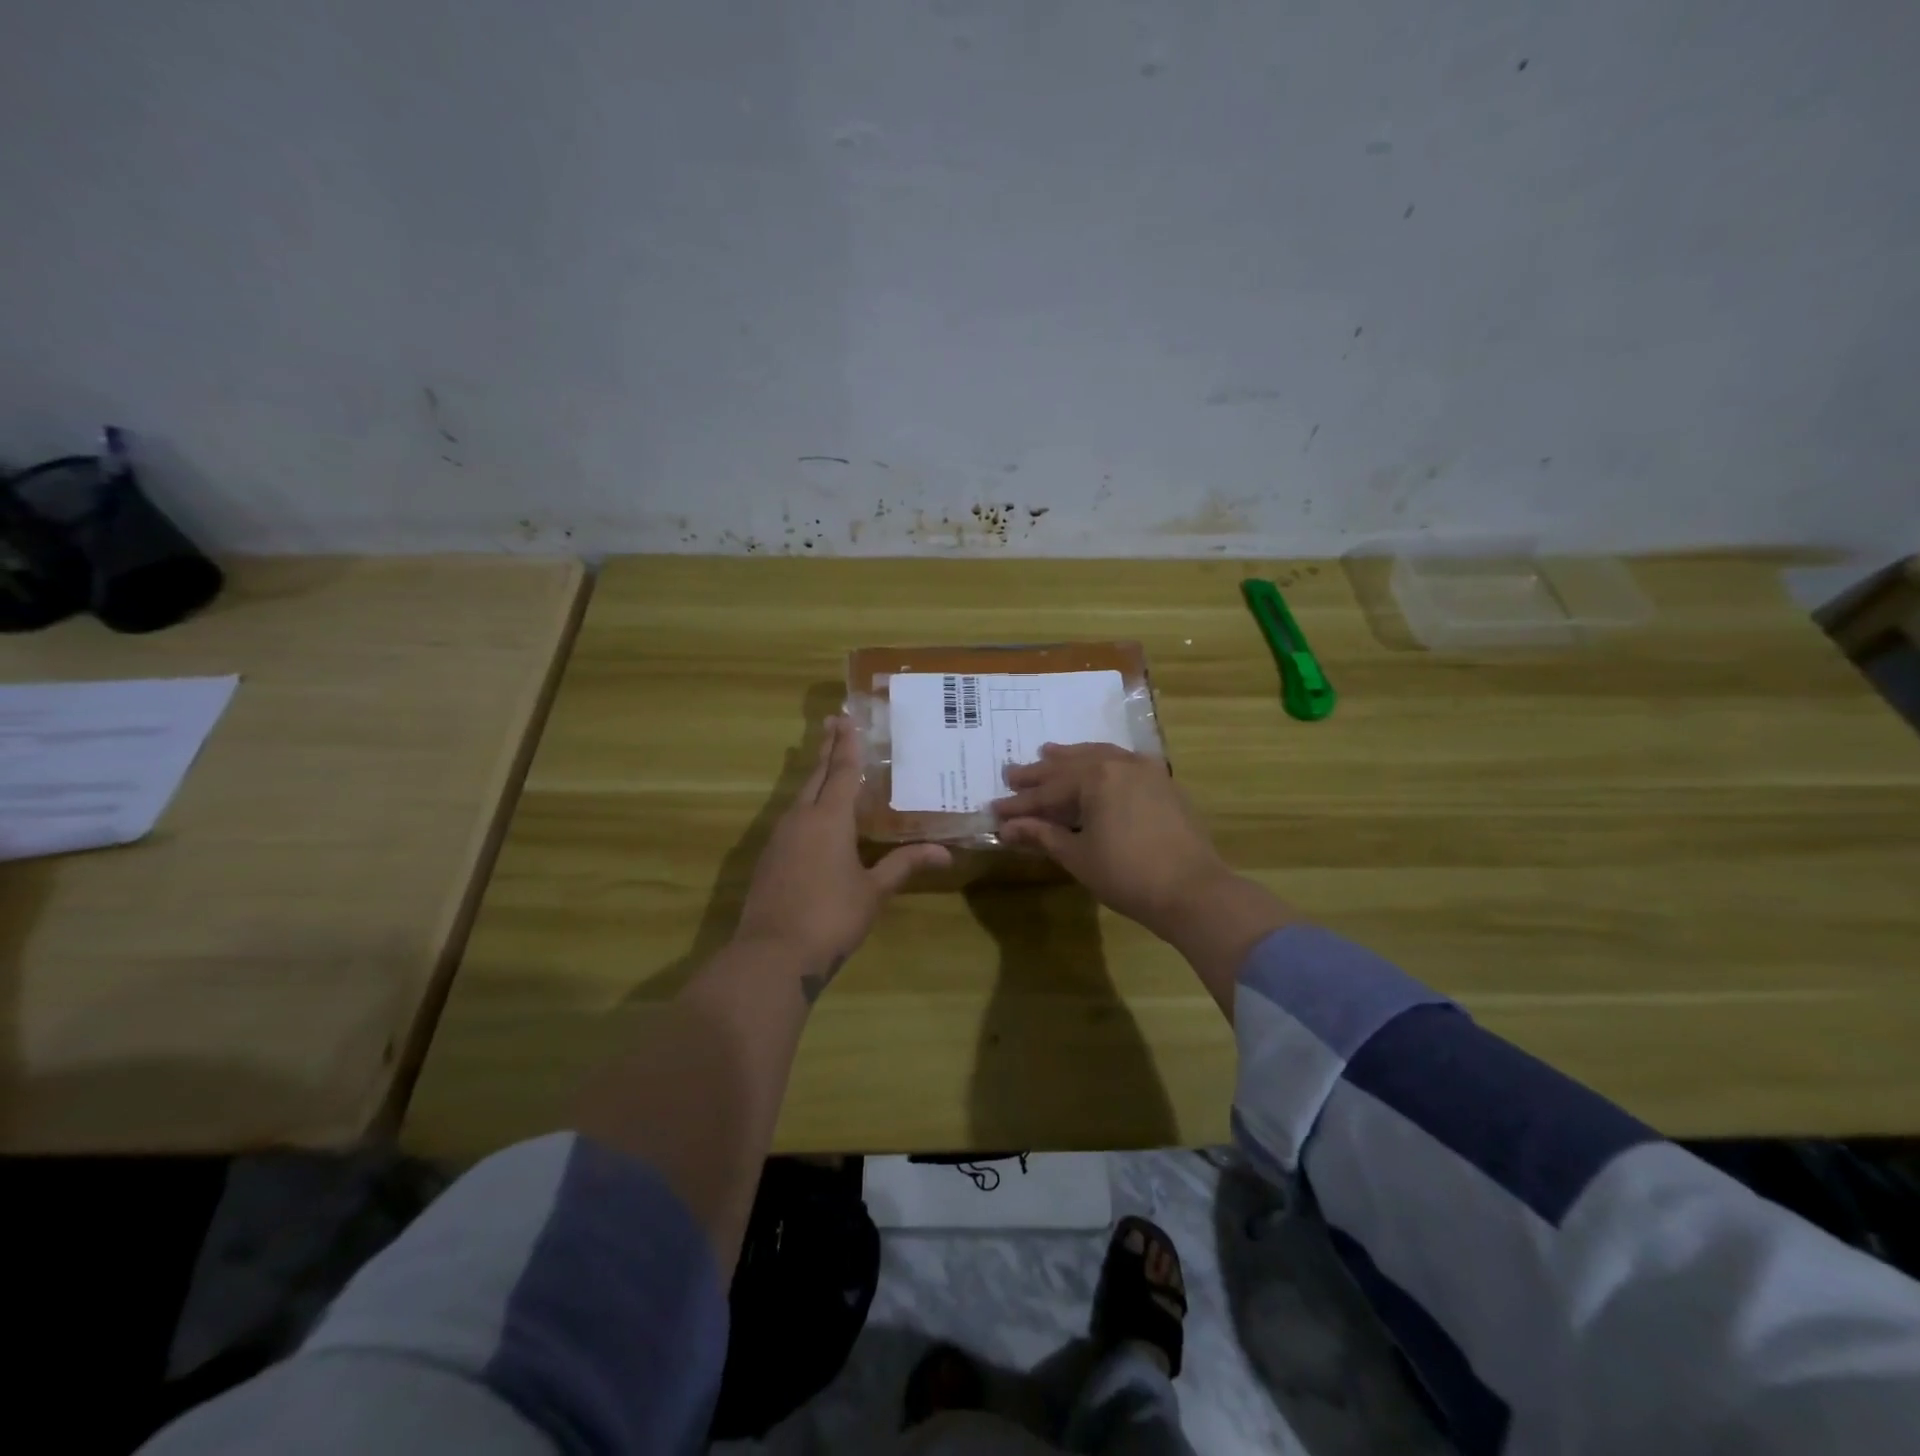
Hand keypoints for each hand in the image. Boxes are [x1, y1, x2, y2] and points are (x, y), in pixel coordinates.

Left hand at [735, 716, 949, 998]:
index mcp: (829, 818)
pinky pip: (791, 817)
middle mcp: (801, 818)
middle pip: (815, 775)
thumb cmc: (831, 917)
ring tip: (826, 764)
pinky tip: (812, 815)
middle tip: (833, 722)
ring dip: (814, 775)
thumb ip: (905, 865)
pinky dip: (806, 803)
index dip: (847, 745)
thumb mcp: (874, 891)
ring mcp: (779, 837)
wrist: (773, 954)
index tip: (846, 718)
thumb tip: (945, 853)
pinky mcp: (769, 857)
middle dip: (826, 748)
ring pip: (800, 795)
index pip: (842, 771)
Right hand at [991, 743, 1233, 938]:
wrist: (1193, 891)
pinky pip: (1122, 763)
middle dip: (1040, 774)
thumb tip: (1007, 828)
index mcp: (1096, 777)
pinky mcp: (1163, 783)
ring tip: (1047, 753)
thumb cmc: (1127, 875)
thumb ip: (1042, 835)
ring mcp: (1146, 770)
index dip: (1019, 803)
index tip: (994, 809)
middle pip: (1071, 766)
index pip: (1047, 790)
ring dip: (1071, 758)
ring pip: (1099, 756)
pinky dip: (1100, 764)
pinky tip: (1094, 767)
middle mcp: (1120, 763)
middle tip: (1012, 774)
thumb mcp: (1078, 856)